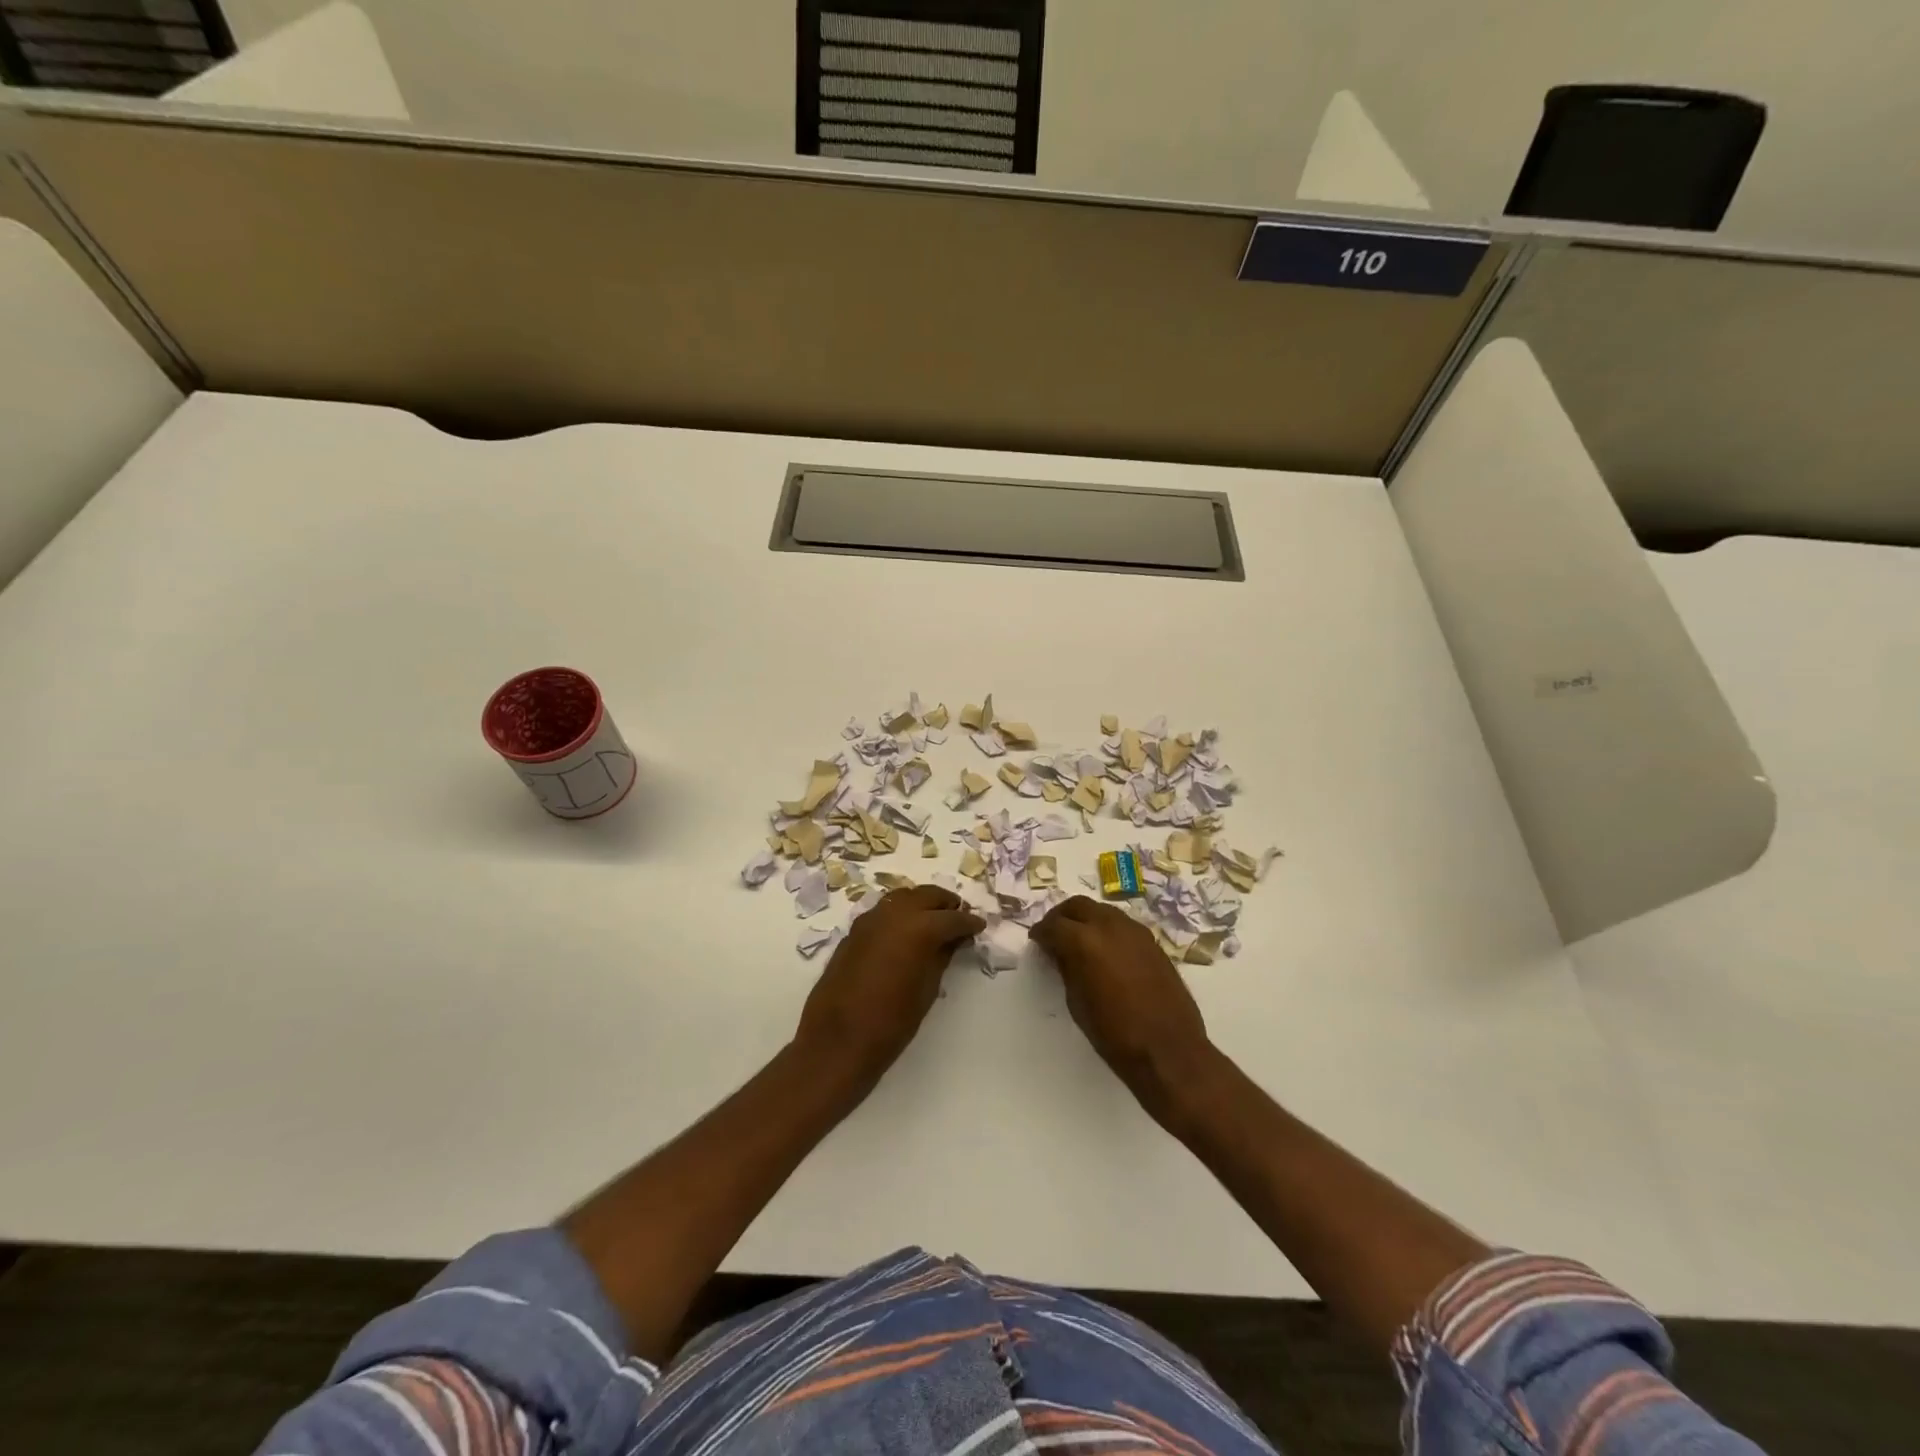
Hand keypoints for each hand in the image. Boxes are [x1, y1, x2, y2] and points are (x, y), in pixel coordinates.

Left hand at [794, 885, 984, 1085]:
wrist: (838, 1041)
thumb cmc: (892, 1022)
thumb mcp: (928, 990)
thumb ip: (942, 956)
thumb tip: (954, 940)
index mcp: (919, 928)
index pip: (952, 917)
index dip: (969, 921)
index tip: (979, 925)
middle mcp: (894, 913)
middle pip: (926, 895)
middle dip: (945, 904)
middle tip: (959, 917)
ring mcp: (870, 919)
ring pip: (903, 897)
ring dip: (921, 904)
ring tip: (933, 921)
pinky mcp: (854, 930)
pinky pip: (883, 911)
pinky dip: (899, 914)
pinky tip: (905, 932)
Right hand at [1030, 896, 1216, 1118]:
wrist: (1168, 1050)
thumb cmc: (1114, 1034)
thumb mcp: (1077, 1003)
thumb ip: (1066, 969)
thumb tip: (1060, 952)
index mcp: (1084, 941)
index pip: (1054, 925)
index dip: (1041, 933)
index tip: (1036, 941)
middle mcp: (1109, 926)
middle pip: (1078, 906)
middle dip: (1061, 917)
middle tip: (1053, 933)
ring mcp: (1135, 931)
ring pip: (1102, 910)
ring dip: (1086, 919)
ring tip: (1078, 940)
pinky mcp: (1152, 941)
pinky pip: (1122, 924)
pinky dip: (1107, 929)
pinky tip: (1104, 950)